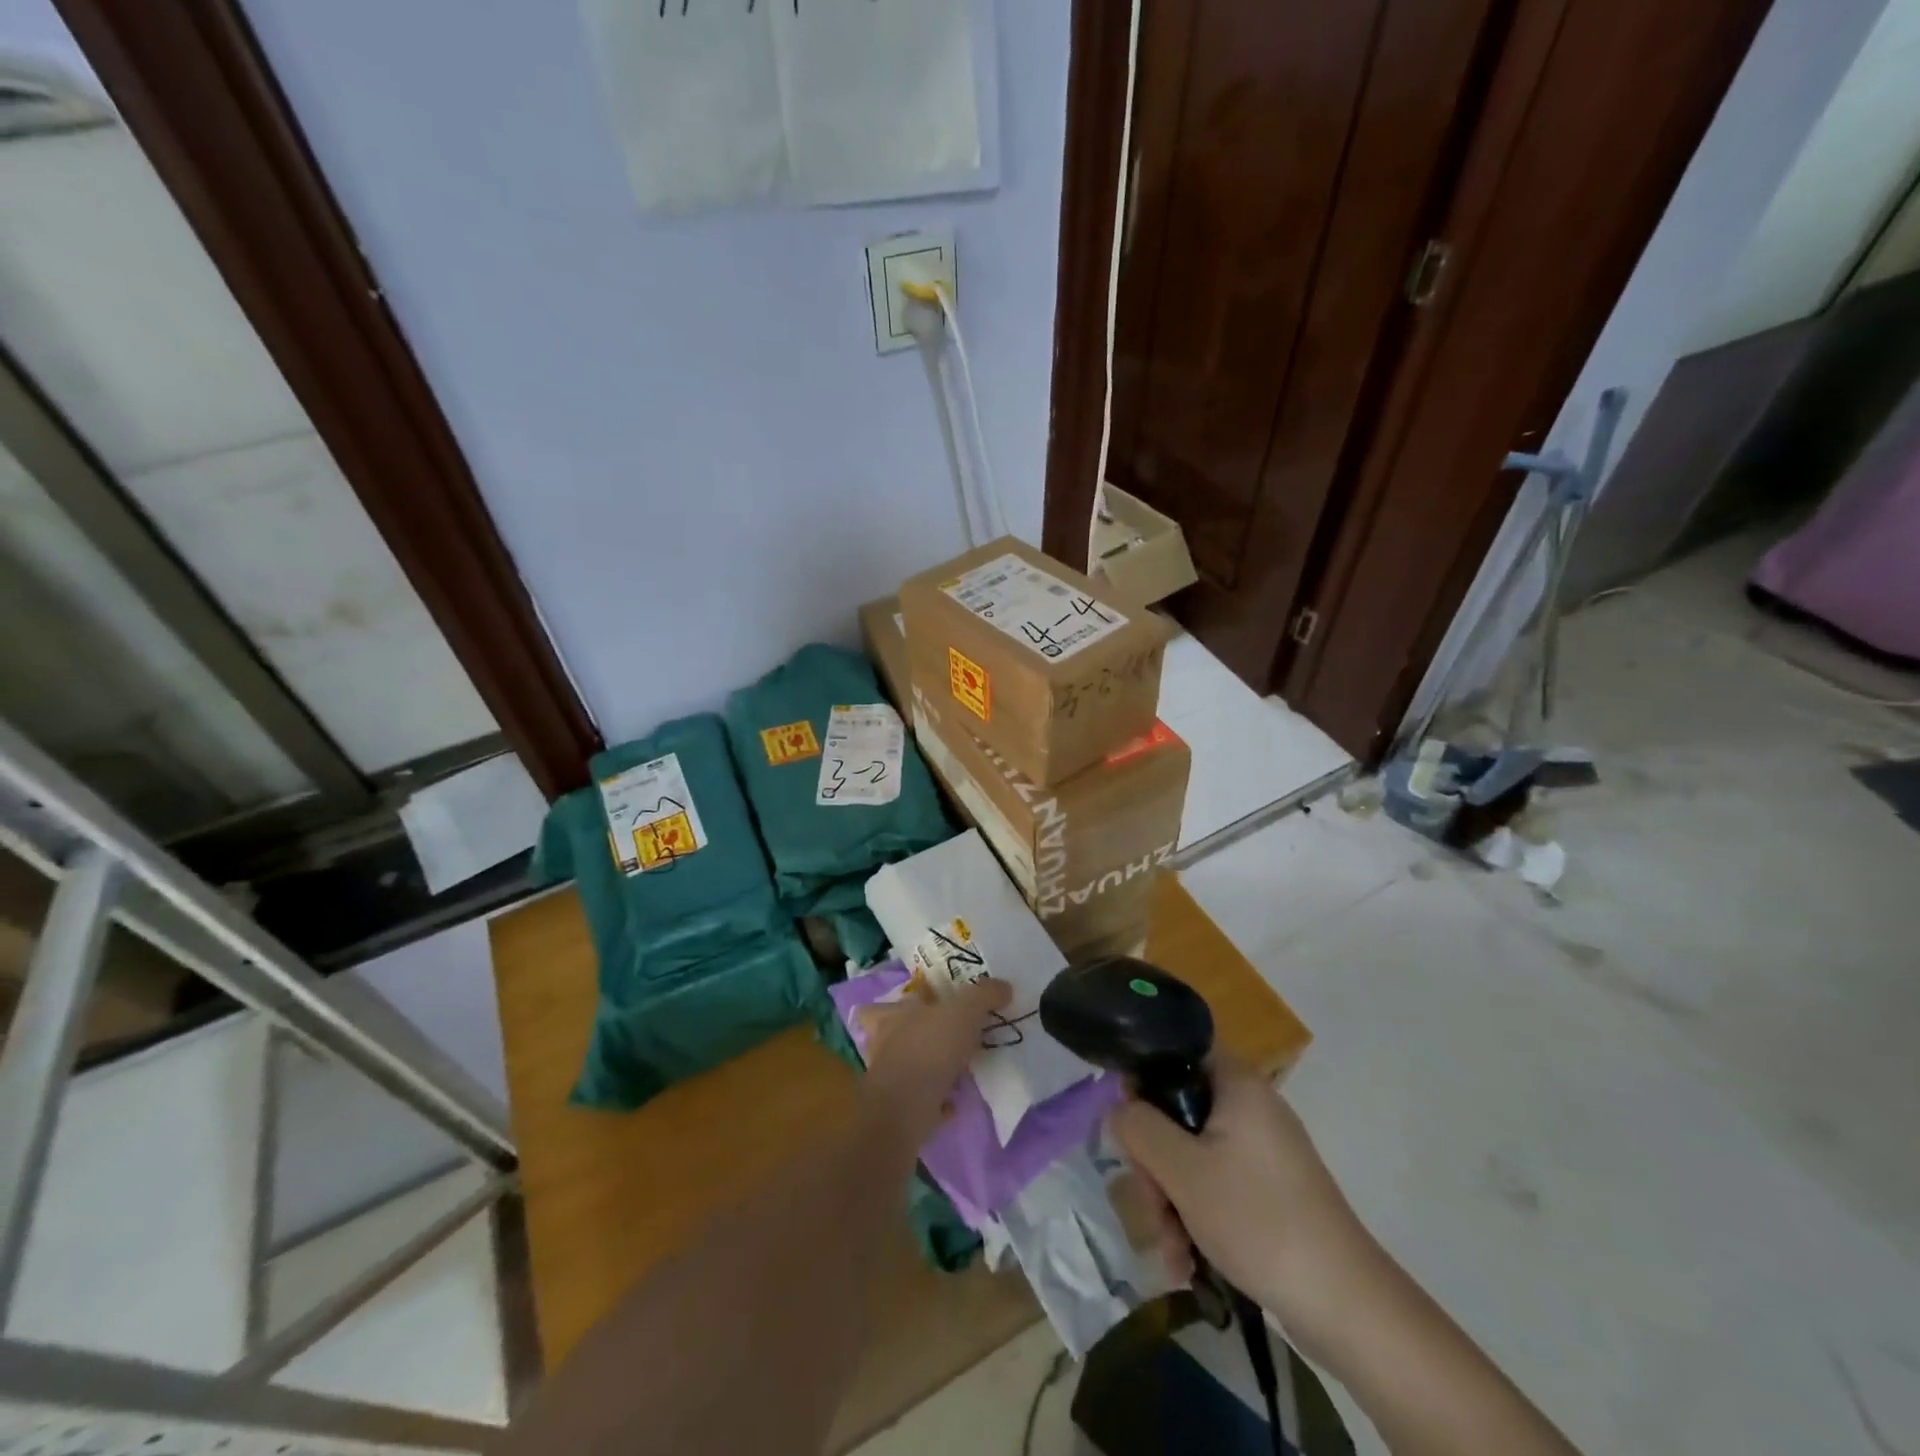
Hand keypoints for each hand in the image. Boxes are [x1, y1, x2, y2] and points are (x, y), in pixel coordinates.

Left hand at [856, 976, 1010, 1147]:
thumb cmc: (929, 1049)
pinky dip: (937, 1100)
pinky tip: (958, 1099)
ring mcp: (889, 1080)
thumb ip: (984, 995)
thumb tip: (1004, 986)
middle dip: (916, 1037)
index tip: (923, 1006)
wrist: (906, 1112)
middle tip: (946, 1037)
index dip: (897, 1007)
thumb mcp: (964, 1012)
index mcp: (891, 1017)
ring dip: (929, 1068)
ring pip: (907, 1069)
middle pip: (893, 1037)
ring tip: (958, 1068)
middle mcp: (884, 1046)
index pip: (879, 1006)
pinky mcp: (901, 1111)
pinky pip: (921, 1101)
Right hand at [1110, 1055, 1382, 1355]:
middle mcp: (1250, 1106)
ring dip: (1170, 1200)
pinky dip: (1196, 1217)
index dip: (1144, 1079)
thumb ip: (1139, 1128)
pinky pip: (1215, 1185)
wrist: (1346, 1306)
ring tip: (1171, 1250)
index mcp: (1236, 1083)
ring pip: (1192, 1155)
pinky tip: (1186, 1261)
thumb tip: (1118, 1107)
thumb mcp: (1182, 1171)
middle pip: (1178, 1112)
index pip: (1176, 1051)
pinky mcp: (1269, 1190)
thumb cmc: (1258, 1220)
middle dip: (1154, 1163)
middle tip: (1152, 1202)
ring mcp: (1262, 1150)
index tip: (1129, 1123)